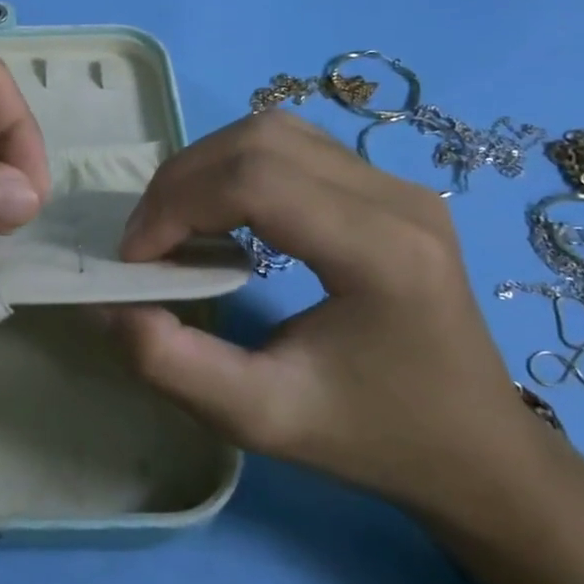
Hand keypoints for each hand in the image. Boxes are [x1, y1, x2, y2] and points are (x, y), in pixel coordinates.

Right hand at [108, 111, 541, 515]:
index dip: (176, 206)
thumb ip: (172, 364)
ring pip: (274, 132)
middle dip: (182, 182)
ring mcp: (399, 185)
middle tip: (147, 243)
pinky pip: (294, 148)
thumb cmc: (372, 439)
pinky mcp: (389, 189)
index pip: (257, 180)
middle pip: (260, 140)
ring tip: (175, 227)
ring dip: (205, 169)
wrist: (475, 452)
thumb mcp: (260, 417)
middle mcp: (398, 198)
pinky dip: (236, 170)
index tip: (134, 260)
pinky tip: (222, 217)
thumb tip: (108, 305)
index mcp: (382, 252)